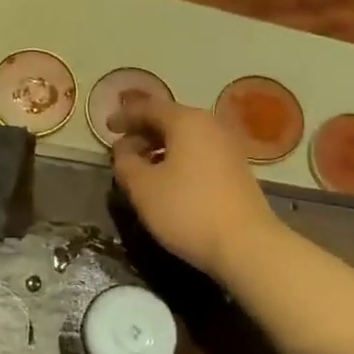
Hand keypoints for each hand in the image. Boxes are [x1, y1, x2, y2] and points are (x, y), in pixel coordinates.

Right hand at [109, 98, 283, 280]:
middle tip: (121, 149)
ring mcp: (228, 146)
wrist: (247, 245)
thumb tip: (124, 149)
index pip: (149, 107)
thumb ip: (125, 162)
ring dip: (160, 147)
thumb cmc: (188, 210)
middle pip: (169, 119)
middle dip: (142, 131)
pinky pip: (199, 152)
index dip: (125, 116)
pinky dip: (178, 158)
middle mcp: (210, 125)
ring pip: (185, 137)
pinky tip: (168, 179)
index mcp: (186, 121)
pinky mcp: (237, 168)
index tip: (107, 127)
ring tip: (140, 166)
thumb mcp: (143, 188)